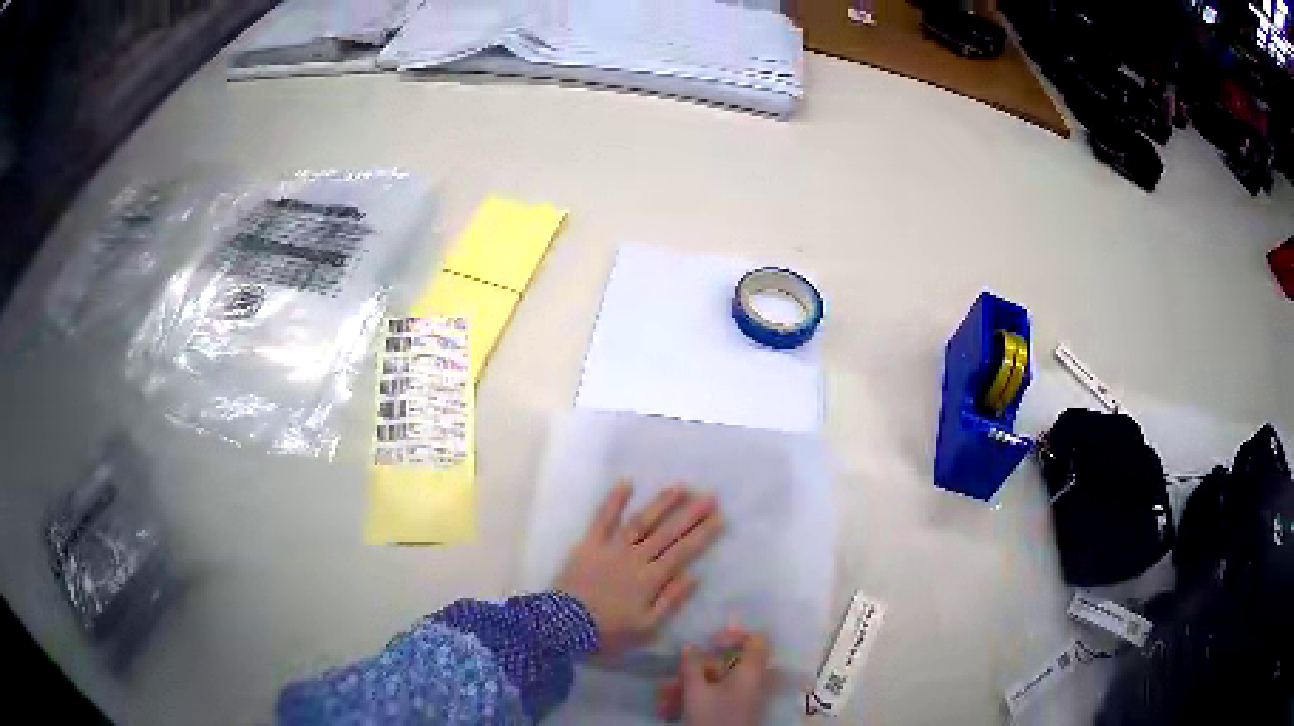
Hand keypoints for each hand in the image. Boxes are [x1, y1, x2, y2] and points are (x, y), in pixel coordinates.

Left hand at [556, 481, 721, 657]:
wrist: (562, 626)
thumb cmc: (607, 633)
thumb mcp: (646, 627)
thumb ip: (671, 600)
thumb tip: (696, 576)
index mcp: (651, 579)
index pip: (683, 551)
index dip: (702, 534)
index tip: (720, 517)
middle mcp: (636, 557)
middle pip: (668, 532)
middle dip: (690, 514)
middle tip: (710, 496)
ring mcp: (611, 548)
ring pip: (641, 521)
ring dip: (661, 503)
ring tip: (680, 487)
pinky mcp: (588, 544)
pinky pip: (602, 519)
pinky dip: (614, 501)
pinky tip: (626, 483)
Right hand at [655, 628, 772, 725]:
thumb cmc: (713, 718)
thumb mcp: (696, 692)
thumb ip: (692, 666)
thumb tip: (690, 645)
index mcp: (751, 672)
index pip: (756, 641)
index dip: (735, 635)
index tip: (711, 641)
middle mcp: (753, 681)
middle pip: (731, 662)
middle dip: (699, 667)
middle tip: (678, 674)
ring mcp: (746, 697)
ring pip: (719, 681)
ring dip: (692, 684)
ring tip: (667, 697)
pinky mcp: (737, 709)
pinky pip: (719, 695)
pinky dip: (698, 697)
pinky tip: (673, 709)